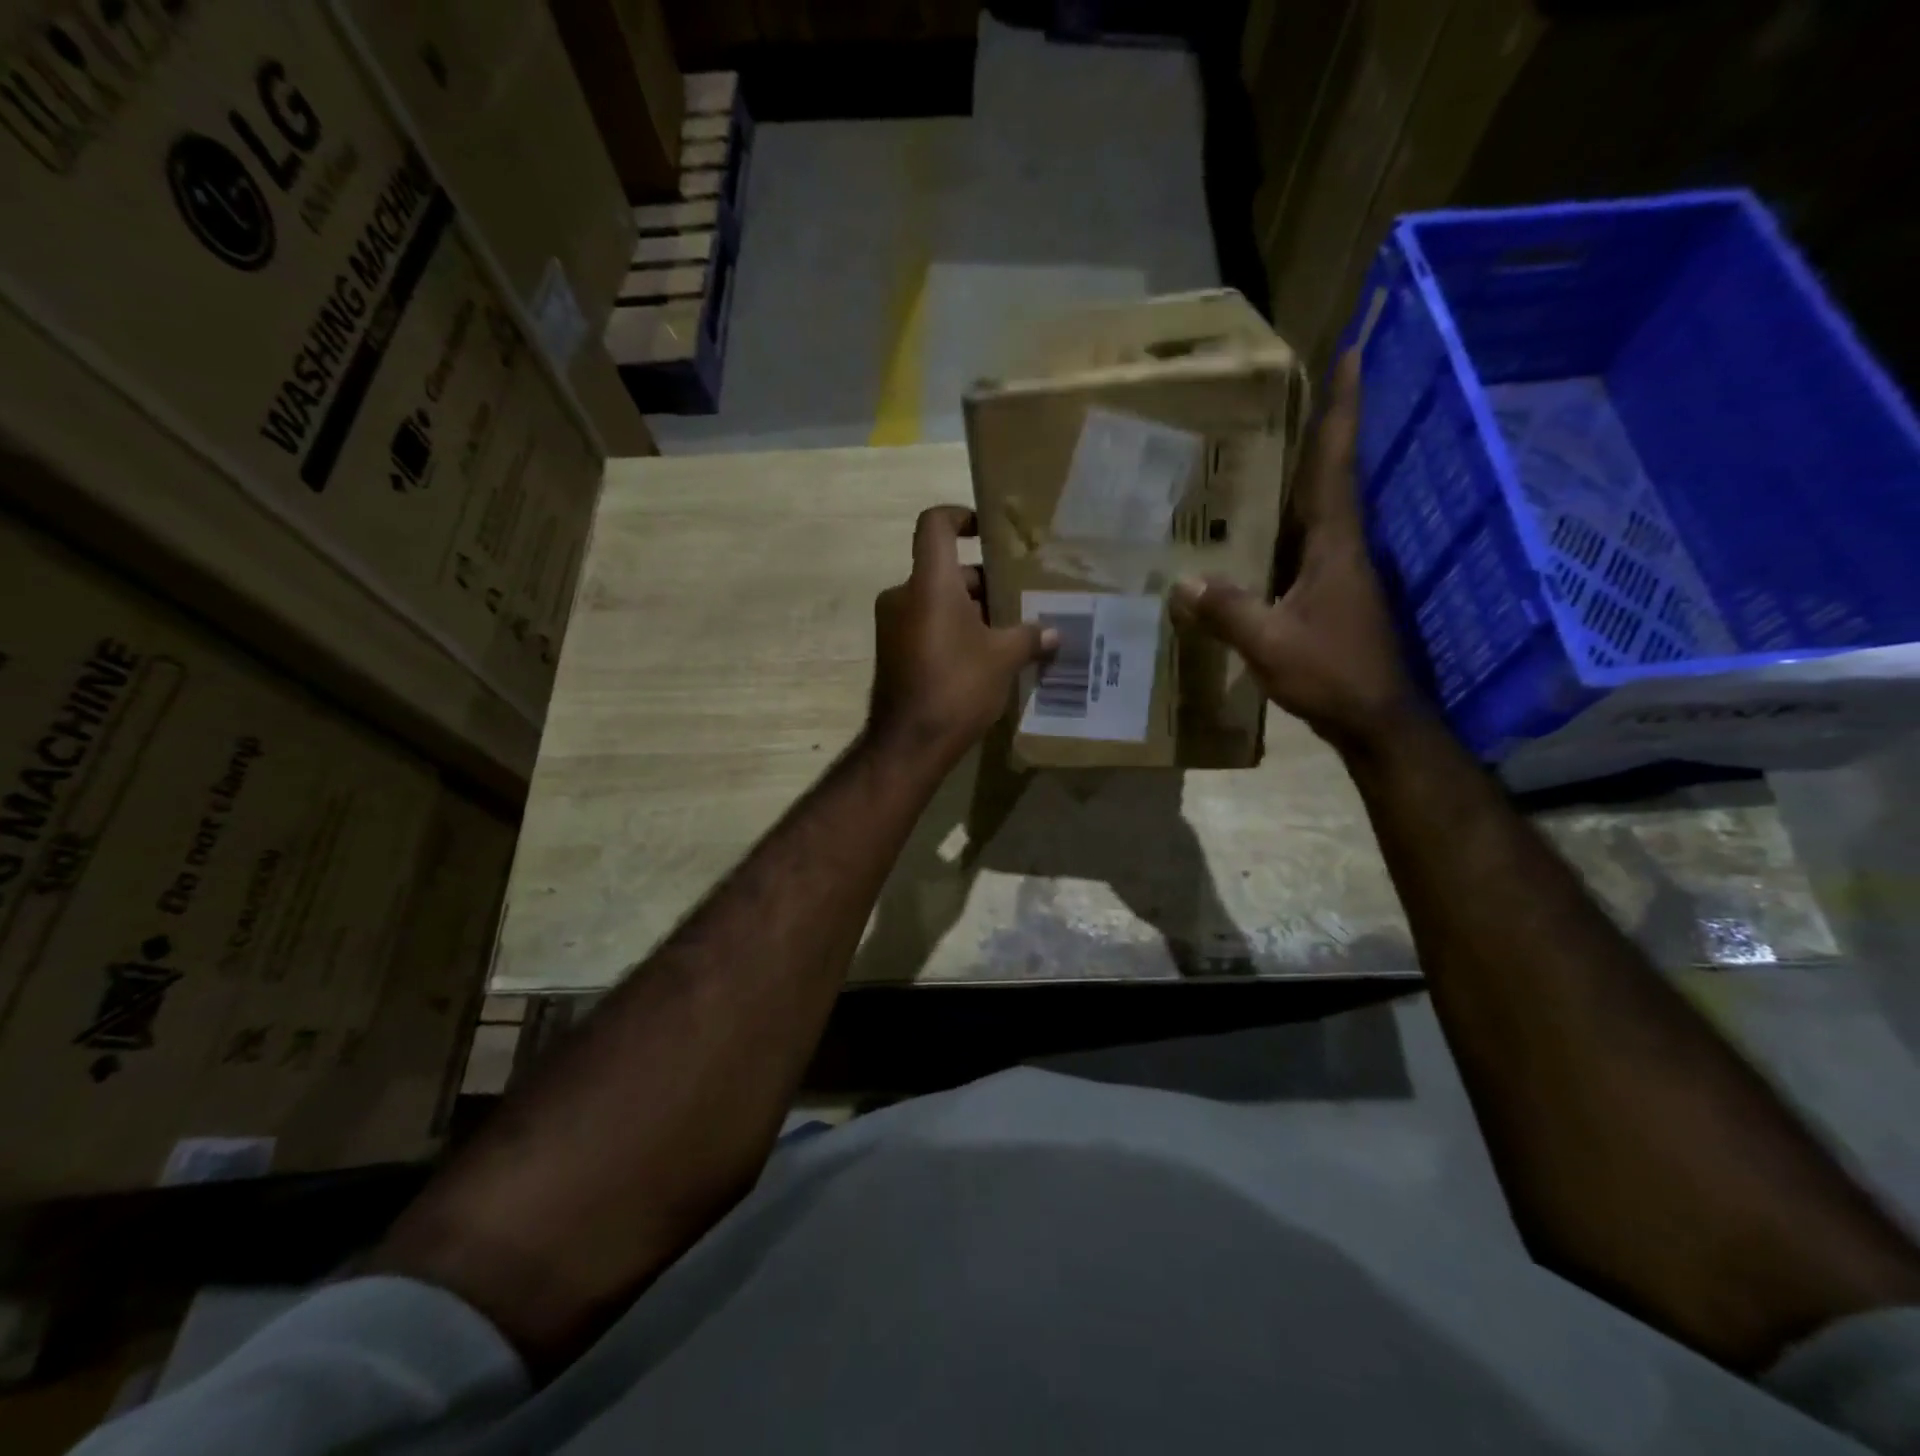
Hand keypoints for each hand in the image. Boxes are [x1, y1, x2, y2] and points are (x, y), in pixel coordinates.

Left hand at [868, 506, 1056, 767]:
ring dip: (970, 610)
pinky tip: (984, 656)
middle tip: (1019, 597)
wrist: (908, 743)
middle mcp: (904, 595)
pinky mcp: (892, 651)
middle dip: (982, 581)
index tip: (986, 531)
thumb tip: (1054, 634)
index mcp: (929, 583)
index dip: (960, 515)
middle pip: (944, 569)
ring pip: (936, 601)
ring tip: (1009, 630)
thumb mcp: (1003, 659)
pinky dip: (953, 630)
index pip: (935, 524)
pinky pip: (926, 625)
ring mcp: (893, 625)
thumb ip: (1029, 637)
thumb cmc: (957, 686)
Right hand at [1170, 350, 1419, 752]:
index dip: (1344, 410)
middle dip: (1317, 433)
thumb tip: (1182, 583)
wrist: (1375, 719)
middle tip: (1287, 397)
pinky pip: (1302, 548)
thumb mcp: (1270, 642)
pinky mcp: (1329, 597)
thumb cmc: (1332, 672)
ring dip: (1298, 480)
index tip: (1350, 355)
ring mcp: (1339, 574)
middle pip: (1328, 478)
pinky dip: (1281, 530)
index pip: (1337, 464)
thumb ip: (1228, 611)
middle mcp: (1342, 548)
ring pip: (1315, 513)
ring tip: (1260, 457)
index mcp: (1335, 544)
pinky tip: (1252, 536)